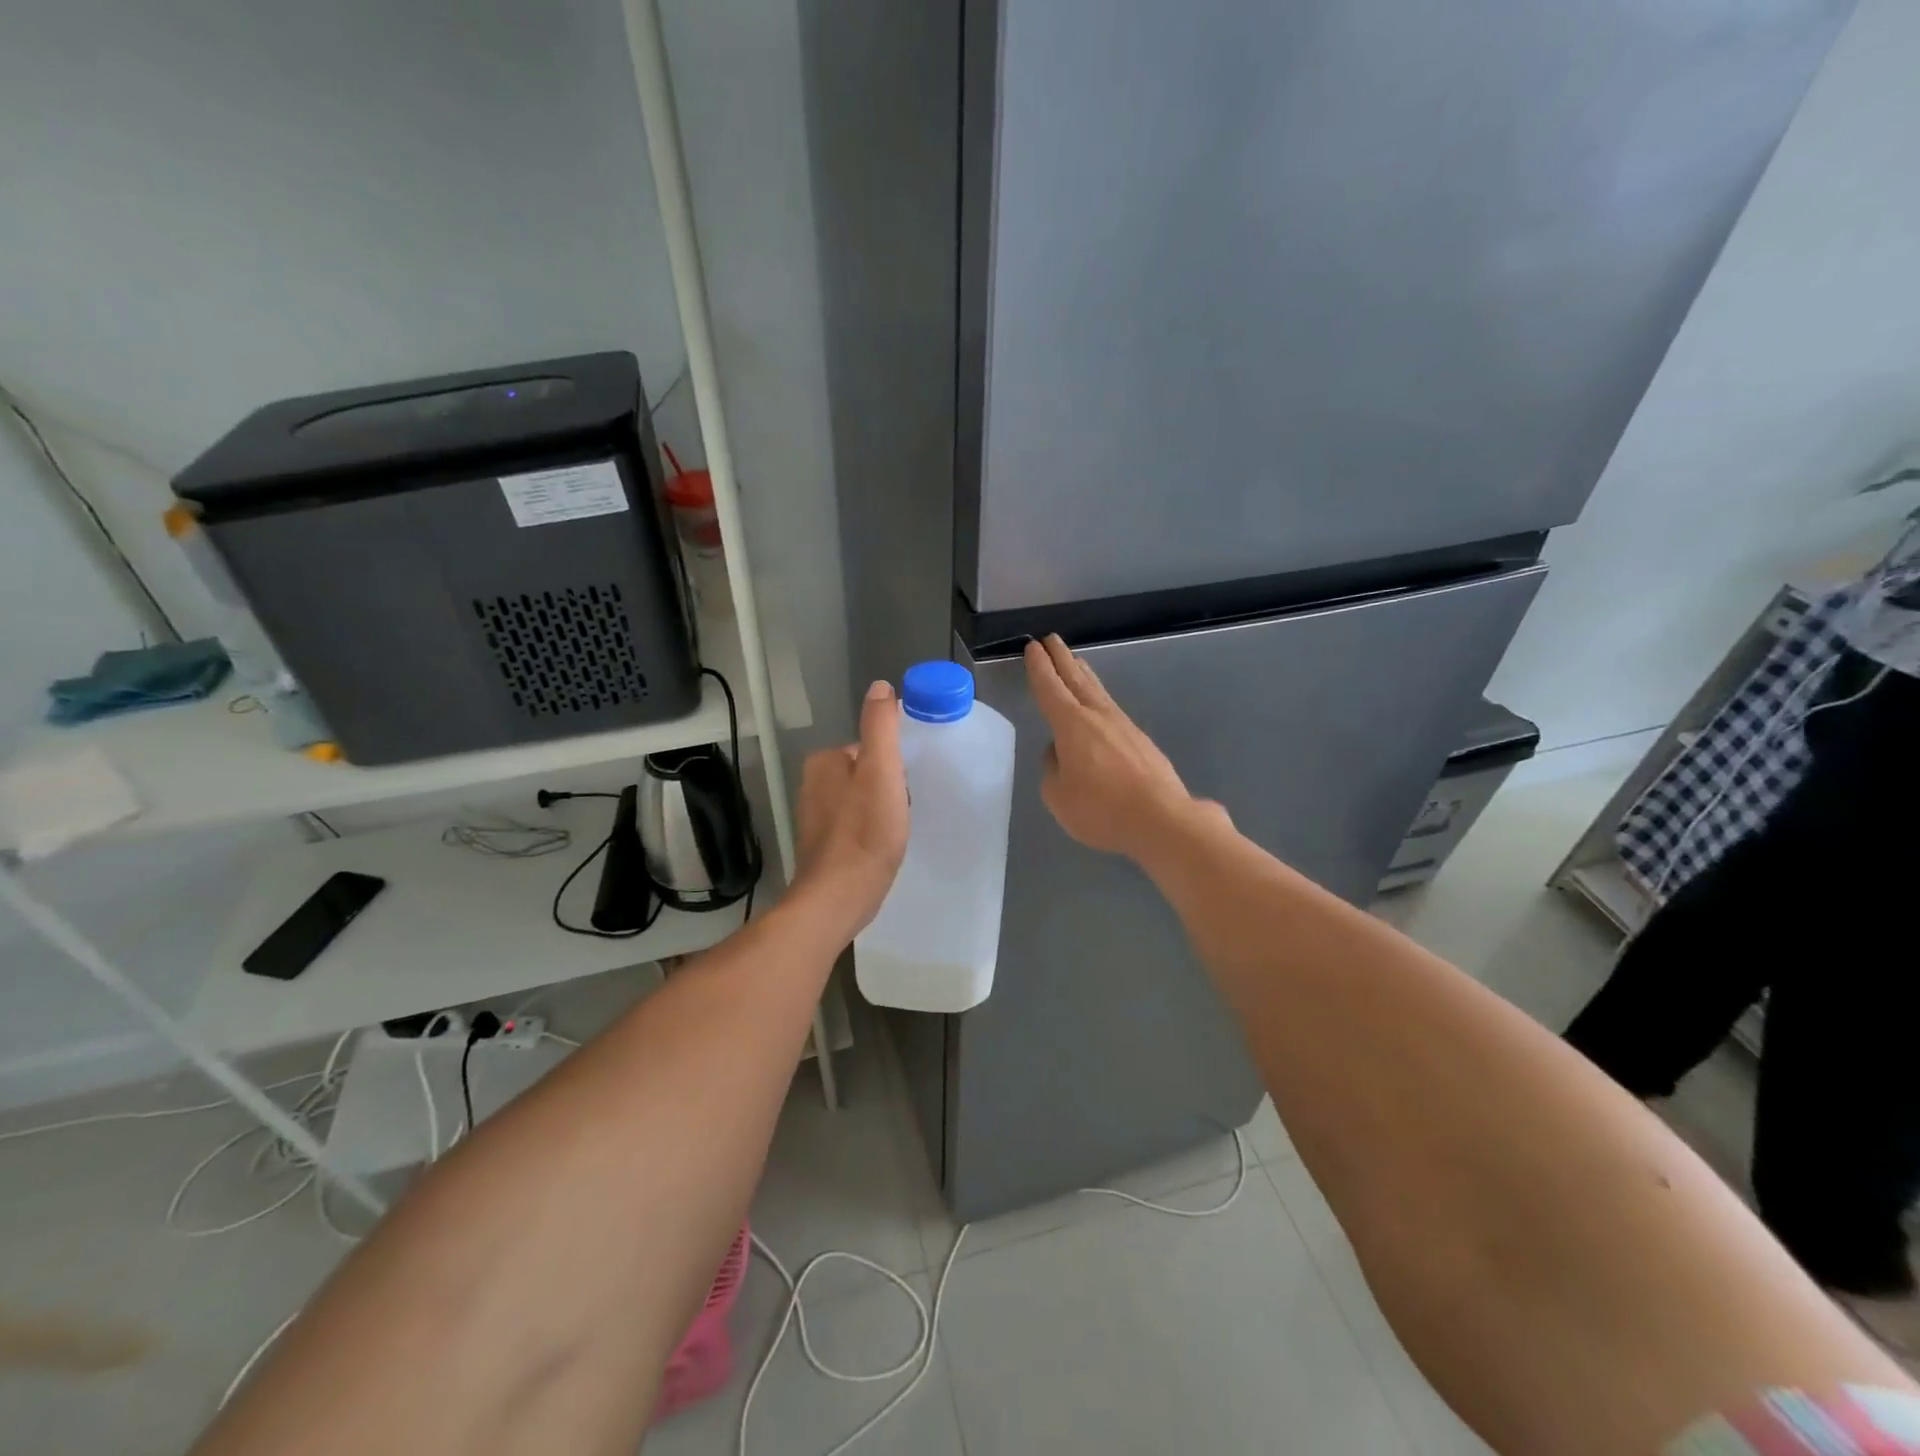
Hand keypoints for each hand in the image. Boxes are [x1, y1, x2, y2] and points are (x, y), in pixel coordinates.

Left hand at [794, 679, 910, 936]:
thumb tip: (880, 687)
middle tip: (900, 813)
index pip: (870, 748)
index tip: (904, 789)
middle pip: (867, 773)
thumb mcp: (881, 770)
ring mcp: (815, 816)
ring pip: (862, 800)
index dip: (894, 767)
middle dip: (888, 789)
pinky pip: (855, 825)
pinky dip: (870, 832)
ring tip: (893, 833)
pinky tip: (880, 848)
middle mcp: (813, 784)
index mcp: (824, 761)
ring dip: (881, 812)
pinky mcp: (822, 845)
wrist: (839, 897)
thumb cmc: (865, 832)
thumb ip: (881, 726)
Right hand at [1025, 634, 1214, 859]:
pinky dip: (1099, 698)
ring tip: (1075, 662)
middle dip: (1061, 659)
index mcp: (1072, 725)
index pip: (1050, 689)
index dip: (1039, 668)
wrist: (1161, 819)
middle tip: (1051, 639)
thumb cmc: (1101, 808)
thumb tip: (1059, 753)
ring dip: (1083, 675)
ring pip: (1097, 692)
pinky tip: (1099, 706)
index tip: (1032, 648)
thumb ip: (1053, 769)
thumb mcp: (1058, 796)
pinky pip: (1112, 710)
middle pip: (1076, 680)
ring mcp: (1124, 726)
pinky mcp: (1141, 742)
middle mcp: (1098, 717)